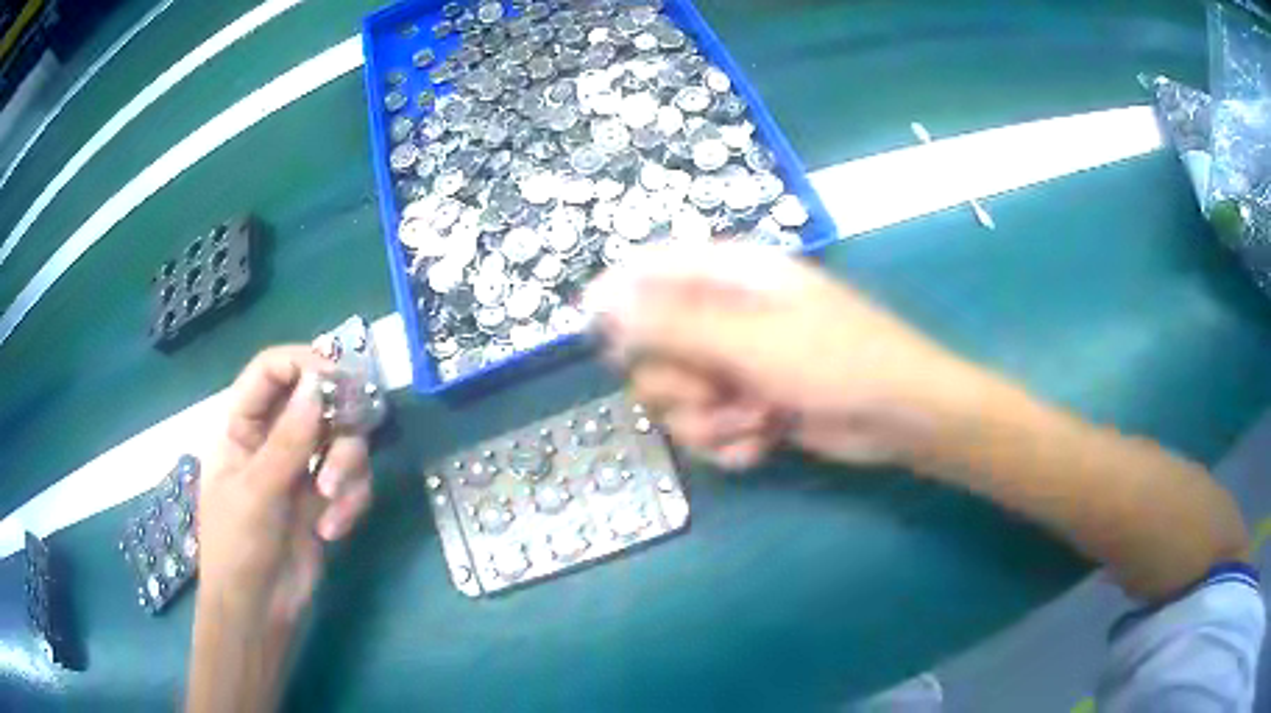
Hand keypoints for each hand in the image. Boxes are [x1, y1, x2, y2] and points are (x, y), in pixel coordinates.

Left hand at [199, 346, 372, 624]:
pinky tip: (333, 530)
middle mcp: (274, 439)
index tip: (336, 378)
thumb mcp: (257, 492)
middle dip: (336, 422)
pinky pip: (353, 480)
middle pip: (315, 400)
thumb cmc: (238, 547)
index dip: (302, 363)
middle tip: (351, 432)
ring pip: (341, 440)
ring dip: (346, 469)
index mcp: (242, 426)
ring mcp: (302, 469)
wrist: (260, 611)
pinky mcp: (325, 498)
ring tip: (331, 502)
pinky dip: (350, 501)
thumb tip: (320, 383)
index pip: (270, 371)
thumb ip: (289, 440)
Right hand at [584, 243, 980, 469]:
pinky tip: (764, 443)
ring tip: (754, 420)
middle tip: (714, 389)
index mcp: (728, 278)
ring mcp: (737, 365)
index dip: (617, 302)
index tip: (600, 340)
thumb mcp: (750, 340)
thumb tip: (600, 298)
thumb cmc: (836, 361)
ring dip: (709, 421)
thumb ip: (671, 324)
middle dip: (677, 383)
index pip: (648, 272)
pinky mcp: (748, 406)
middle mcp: (725, 317)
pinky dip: (730, 442)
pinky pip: (706, 429)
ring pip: (677, 398)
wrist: (900, 418)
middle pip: (652, 348)